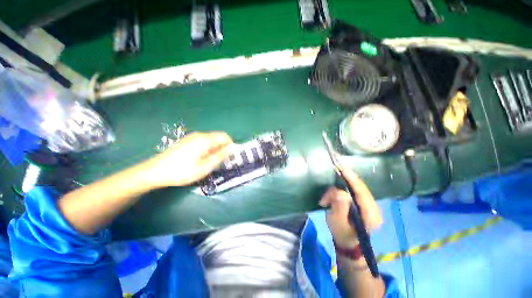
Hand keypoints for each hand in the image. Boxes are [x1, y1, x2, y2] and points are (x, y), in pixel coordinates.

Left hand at [148, 132, 232, 186]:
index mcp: (205, 140)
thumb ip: (219, 157)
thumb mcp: (204, 167)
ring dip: (215, 149)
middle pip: (218, 137)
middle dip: (222, 148)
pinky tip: (200, 159)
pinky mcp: (187, 141)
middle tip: (219, 162)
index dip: (230, 145)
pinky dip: (207, 149)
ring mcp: (192, 137)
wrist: (155, 171)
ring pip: (211, 140)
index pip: (225, 136)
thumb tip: (231, 149)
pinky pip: (203, 142)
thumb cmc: (181, 171)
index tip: (229, 156)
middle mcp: (200, 135)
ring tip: (209, 162)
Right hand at [319, 166, 382, 248]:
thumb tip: (339, 192)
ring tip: (328, 198)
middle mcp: (375, 209)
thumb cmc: (341, 233)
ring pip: (358, 188)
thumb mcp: (337, 222)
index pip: (362, 193)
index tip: (343, 169)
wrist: (349, 243)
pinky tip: (336, 192)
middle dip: (345, 181)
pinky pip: (356, 191)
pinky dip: (345, 188)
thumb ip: (339, 207)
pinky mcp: (366, 203)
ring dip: (342, 187)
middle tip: (334, 172)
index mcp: (371, 216)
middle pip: (361, 188)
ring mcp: (372, 206)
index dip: (352, 180)